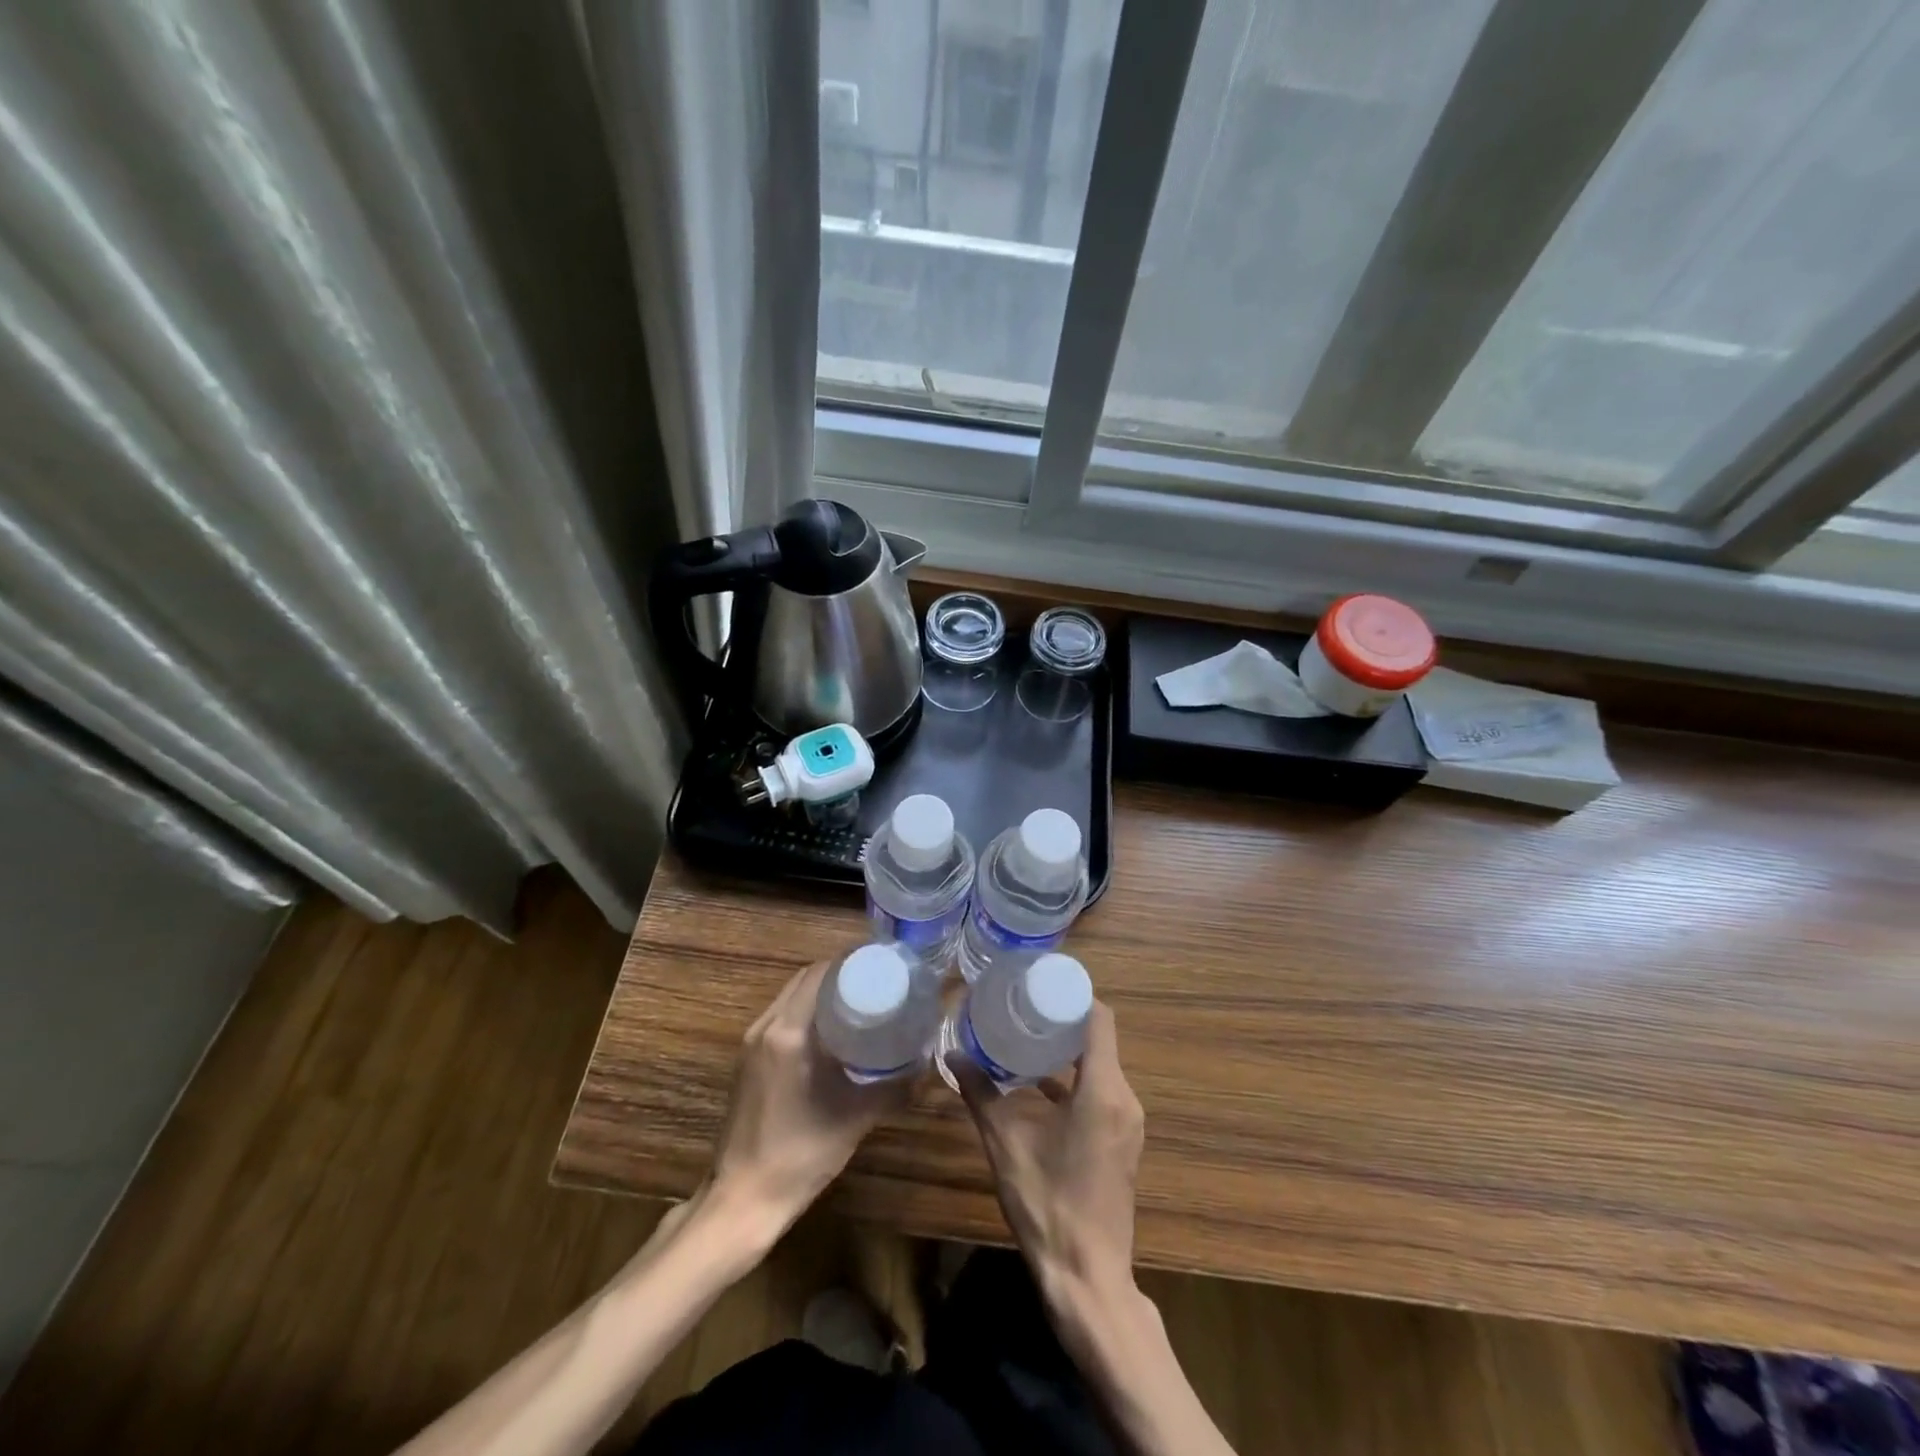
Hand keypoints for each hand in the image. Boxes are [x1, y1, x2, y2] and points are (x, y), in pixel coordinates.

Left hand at [708, 960, 915, 1240]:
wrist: (743, 1201)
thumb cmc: (800, 1155)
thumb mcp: (856, 1118)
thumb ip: (894, 1087)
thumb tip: (926, 1063)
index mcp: (789, 1033)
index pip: (819, 974)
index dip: (850, 961)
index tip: (881, 962)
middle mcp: (766, 1027)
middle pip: (804, 980)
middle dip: (839, 973)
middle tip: (877, 978)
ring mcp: (751, 1043)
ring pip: (790, 997)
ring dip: (821, 991)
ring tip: (860, 998)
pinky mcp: (747, 1060)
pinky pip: (781, 1017)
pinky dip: (806, 1011)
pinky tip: (833, 1029)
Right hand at [951, 1000, 1145, 1307]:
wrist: (1087, 1278)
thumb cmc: (1047, 1204)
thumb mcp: (1005, 1144)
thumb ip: (979, 1094)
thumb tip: (952, 1055)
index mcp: (1103, 1090)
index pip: (1100, 1019)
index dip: (1074, 994)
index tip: (1040, 982)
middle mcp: (1124, 1099)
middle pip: (1100, 1039)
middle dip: (1063, 1019)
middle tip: (1024, 1004)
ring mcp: (1127, 1123)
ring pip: (1100, 1066)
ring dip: (1068, 1051)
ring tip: (1026, 1035)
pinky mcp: (1122, 1142)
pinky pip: (1101, 1092)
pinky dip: (1074, 1081)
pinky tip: (1037, 1085)